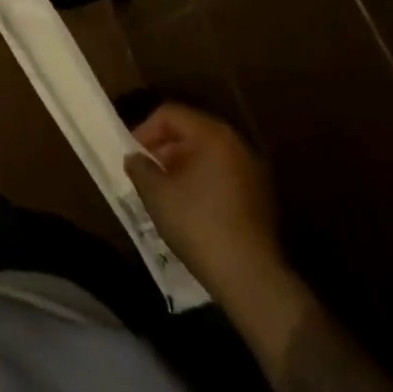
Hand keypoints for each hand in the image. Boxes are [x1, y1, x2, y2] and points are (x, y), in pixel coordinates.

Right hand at [123, 103, 295, 318]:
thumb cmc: (197, 224)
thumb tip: (135, 158)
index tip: (132, 154)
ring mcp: (253, 172)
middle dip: (163, 147)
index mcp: (213, 135)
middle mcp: (237, 145)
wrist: (250, 277)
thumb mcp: (155, 193)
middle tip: (145, 170)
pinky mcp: (260, 197)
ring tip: (163, 189)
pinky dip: (201, 180)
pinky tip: (187, 206)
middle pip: (190, 131)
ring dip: (181, 165)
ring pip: (207, 154)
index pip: (170, 114)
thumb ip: (139, 167)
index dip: (145, 130)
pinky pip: (222, 174)